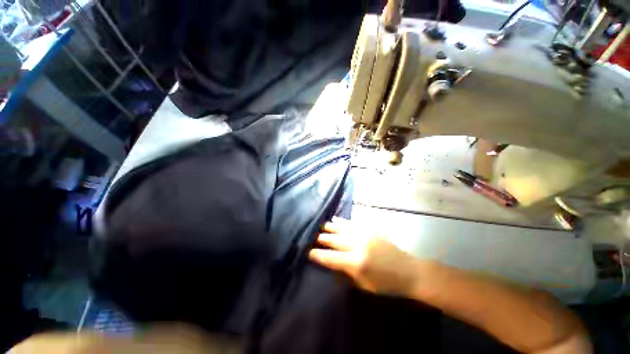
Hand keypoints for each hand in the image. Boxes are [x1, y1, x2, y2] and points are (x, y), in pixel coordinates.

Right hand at [309, 217, 419, 295]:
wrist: (409, 271)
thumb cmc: (387, 284)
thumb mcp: (364, 285)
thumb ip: (345, 273)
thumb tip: (330, 263)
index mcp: (356, 262)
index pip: (331, 257)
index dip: (318, 255)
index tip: (308, 252)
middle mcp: (358, 245)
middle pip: (334, 240)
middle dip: (321, 238)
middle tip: (311, 236)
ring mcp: (364, 234)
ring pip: (341, 228)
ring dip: (329, 227)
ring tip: (320, 226)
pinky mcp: (370, 229)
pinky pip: (352, 223)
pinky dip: (342, 221)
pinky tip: (335, 219)